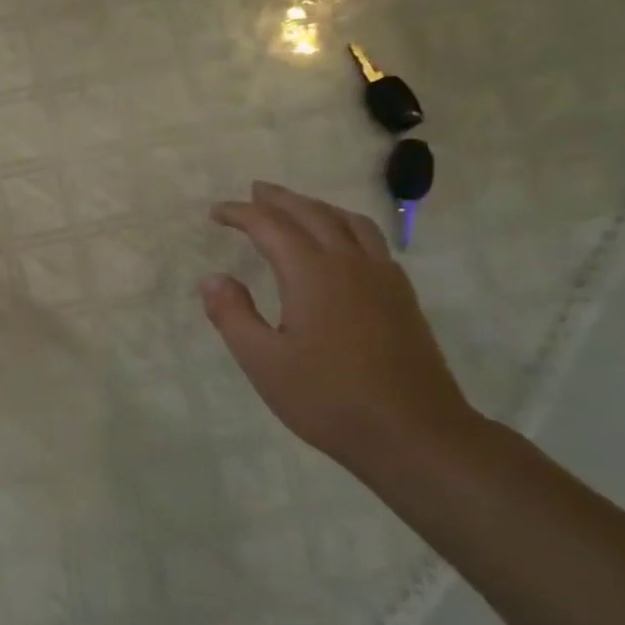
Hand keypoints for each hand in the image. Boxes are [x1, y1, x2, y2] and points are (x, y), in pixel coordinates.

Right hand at [202, 182, 477, 467]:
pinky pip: (371, 241)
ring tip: (296, 207)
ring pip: (348, 222)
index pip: (271, 227)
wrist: (413, 432)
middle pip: (312, 214)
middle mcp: (350, 264)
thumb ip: (232, 315)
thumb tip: (211, 278)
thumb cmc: (327, 398)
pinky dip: (346, 226)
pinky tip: (342, 244)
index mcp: (312, 274)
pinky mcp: (402, 297)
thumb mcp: (262, 361)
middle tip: (254, 192)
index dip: (241, 214)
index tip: (215, 213)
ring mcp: (383, 278)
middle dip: (279, 200)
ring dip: (316, 207)